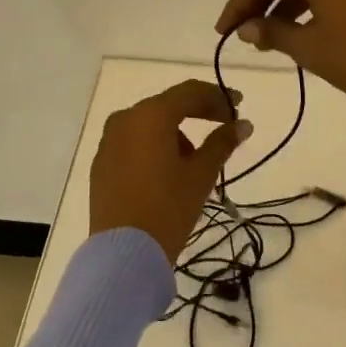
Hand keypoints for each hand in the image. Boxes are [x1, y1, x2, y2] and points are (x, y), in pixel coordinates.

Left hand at [89, 79, 253, 263]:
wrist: (123, 254)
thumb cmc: (168, 208)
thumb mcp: (201, 175)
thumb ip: (222, 143)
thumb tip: (244, 124)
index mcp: (150, 115)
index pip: (190, 93)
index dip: (217, 97)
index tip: (239, 105)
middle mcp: (125, 119)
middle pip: (168, 106)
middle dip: (198, 113)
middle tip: (224, 126)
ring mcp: (108, 140)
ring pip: (150, 124)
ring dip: (176, 133)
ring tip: (196, 160)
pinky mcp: (101, 163)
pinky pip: (133, 142)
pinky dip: (154, 146)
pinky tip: (167, 170)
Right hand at [214, 0, 345, 116]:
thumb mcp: (308, 47)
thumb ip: (271, 31)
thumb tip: (246, 27)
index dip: (238, 2)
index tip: (223, 31)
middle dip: (257, 0)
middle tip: (239, 31)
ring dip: (281, 3)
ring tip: (264, 36)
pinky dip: (305, 4)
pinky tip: (296, 30)